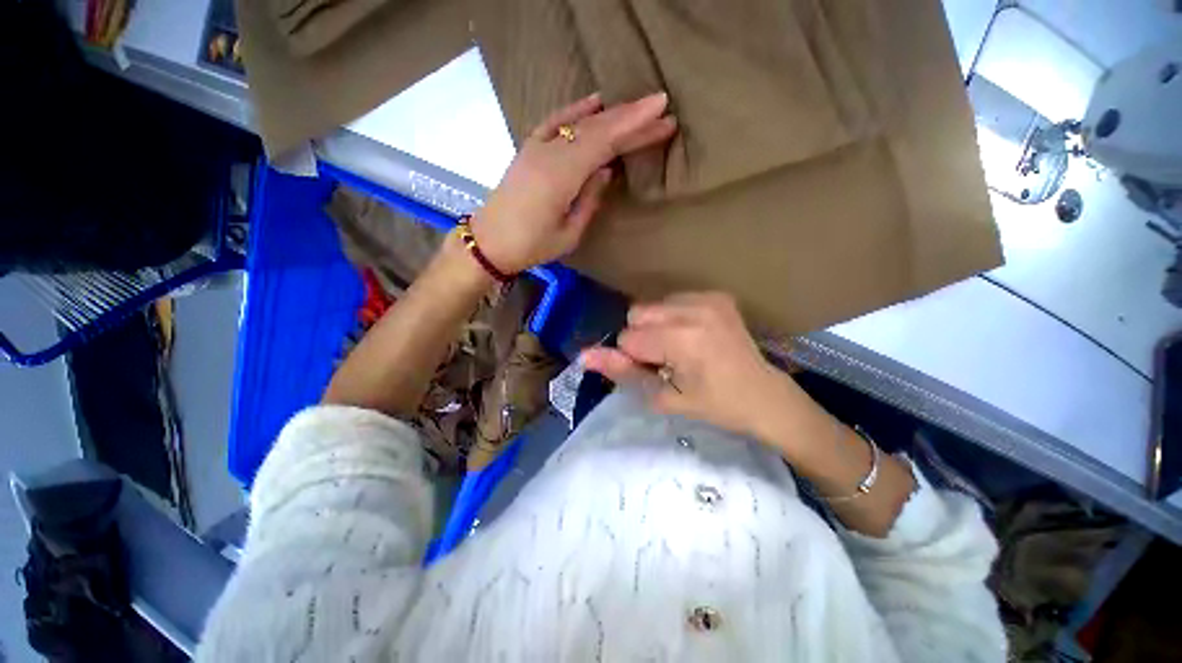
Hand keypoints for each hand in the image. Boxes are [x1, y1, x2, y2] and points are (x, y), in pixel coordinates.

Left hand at [470, 92, 677, 273]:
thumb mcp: (569, 233)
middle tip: (661, 109)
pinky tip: (594, 103)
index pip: (605, 142)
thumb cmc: (531, 245)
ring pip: (579, 123)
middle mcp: (550, 152)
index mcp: (562, 175)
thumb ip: (590, 199)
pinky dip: (576, 110)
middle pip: (596, 128)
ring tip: (637, 108)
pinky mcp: (529, 149)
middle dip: (631, 118)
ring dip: (611, 114)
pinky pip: (556, 122)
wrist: (489, 242)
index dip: (634, 126)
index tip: (662, 113)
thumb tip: (606, 170)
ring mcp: (537, 147)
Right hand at [582, 292, 811, 445]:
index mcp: (682, 339)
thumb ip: (623, 372)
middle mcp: (694, 310)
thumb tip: (583, 355)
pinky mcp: (716, 295)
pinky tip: (692, 335)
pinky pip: (672, 300)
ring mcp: (708, 299)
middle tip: (667, 360)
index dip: (635, 358)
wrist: (764, 396)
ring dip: (655, 326)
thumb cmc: (715, 405)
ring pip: (651, 305)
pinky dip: (671, 317)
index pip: (628, 338)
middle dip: (642, 338)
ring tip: (680, 348)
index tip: (657, 372)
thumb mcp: (664, 397)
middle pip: (636, 314)